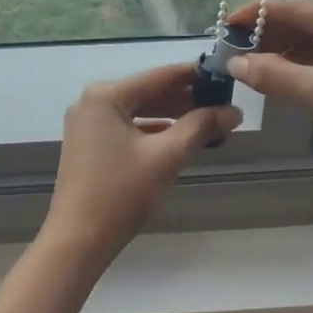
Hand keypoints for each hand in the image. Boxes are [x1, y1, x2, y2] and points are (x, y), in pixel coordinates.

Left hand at [40, 63, 242, 266]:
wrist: (78, 239)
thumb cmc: (121, 192)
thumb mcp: (166, 156)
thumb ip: (200, 127)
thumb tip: (234, 111)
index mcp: (106, 95)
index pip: (159, 75)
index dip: (194, 75)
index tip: (225, 74)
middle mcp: (92, 101)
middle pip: (148, 92)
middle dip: (185, 98)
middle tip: (223, 101)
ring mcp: (87, 123)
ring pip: (138, 110)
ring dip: (171, 115)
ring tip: (209, 120)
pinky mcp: (89, 144)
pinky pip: (127, 127)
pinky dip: (153, 130)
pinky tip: (180, 138)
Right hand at [225, 0, 312, 178]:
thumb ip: (276, 75)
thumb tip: (234, 63)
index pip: (300, 9)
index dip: (259, 15)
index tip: (224, 24)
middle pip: (310, 22)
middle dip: (271, 35)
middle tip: (233, 48)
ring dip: (286, 52)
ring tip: (248, 62)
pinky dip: (306, 66)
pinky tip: (280, 74)